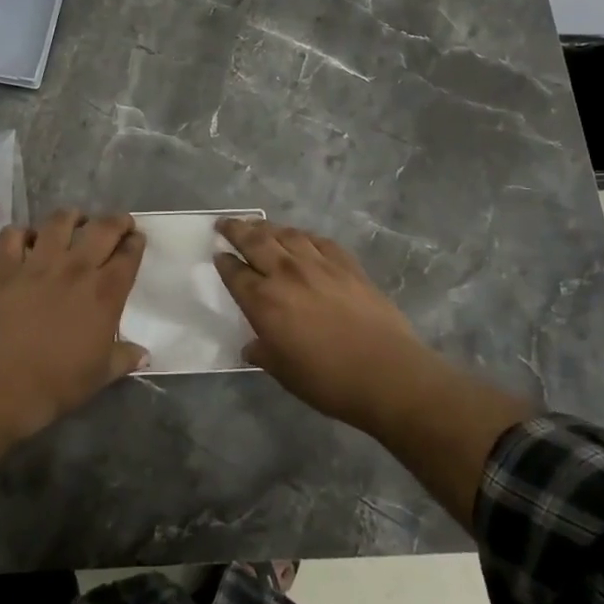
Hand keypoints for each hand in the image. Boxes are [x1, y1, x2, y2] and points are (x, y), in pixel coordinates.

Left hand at [0, 211, 145, 476]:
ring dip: (72, 216)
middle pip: (102, 228)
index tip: (137, 240)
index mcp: (105, 293)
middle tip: (119, 223)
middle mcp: (76, 268)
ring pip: (59, 221)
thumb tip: (144, 354)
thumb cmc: (57, 383)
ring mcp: (38, 263)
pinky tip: (26, 240)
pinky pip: (13, 235)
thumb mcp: (100, 375)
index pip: (128, 255)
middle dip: (116, 221)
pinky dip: (21, 232)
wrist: (0, 384)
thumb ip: (124, 358)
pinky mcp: (5, 267)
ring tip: (75, 220)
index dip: (136, 243)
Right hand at [213, 219, 444, 433]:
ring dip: (267, 227)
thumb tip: (252, 345)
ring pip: (286, 234)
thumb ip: (263, 353)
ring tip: (258, 224)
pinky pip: (319, 240)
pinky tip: (301, 237)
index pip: (235, 273)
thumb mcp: (283, 372)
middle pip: (255, 241)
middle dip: (235, 229)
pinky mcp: (347, 265)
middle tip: (224, 223)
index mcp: (263, 301)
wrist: (386, 373)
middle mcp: (286, 274)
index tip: (217, 254)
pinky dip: (304, 235)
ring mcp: (319, 265)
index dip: (223, 262)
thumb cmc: (327, 380)